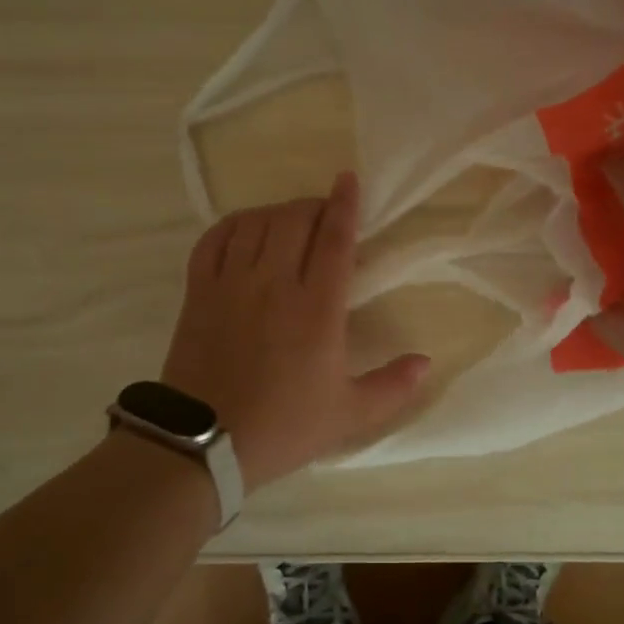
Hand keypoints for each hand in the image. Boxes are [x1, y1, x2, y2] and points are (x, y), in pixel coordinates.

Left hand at [162, 173, 429, 488]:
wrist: (204, 445)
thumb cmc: (283, 427)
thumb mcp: (348, 415)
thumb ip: (392, 386)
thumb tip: (426, 361)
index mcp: (317, 309)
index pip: (334, 239)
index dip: (344, 204)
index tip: (349, 179)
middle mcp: (274, 284)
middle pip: (295, 219)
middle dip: (314, 206)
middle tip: (324, 215)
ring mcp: (231, 283)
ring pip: (256, 223)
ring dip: (277, 212)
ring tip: (289, 222)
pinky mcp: (198, 291)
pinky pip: (213, 239)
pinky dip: (233, 225)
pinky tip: (245, 229)